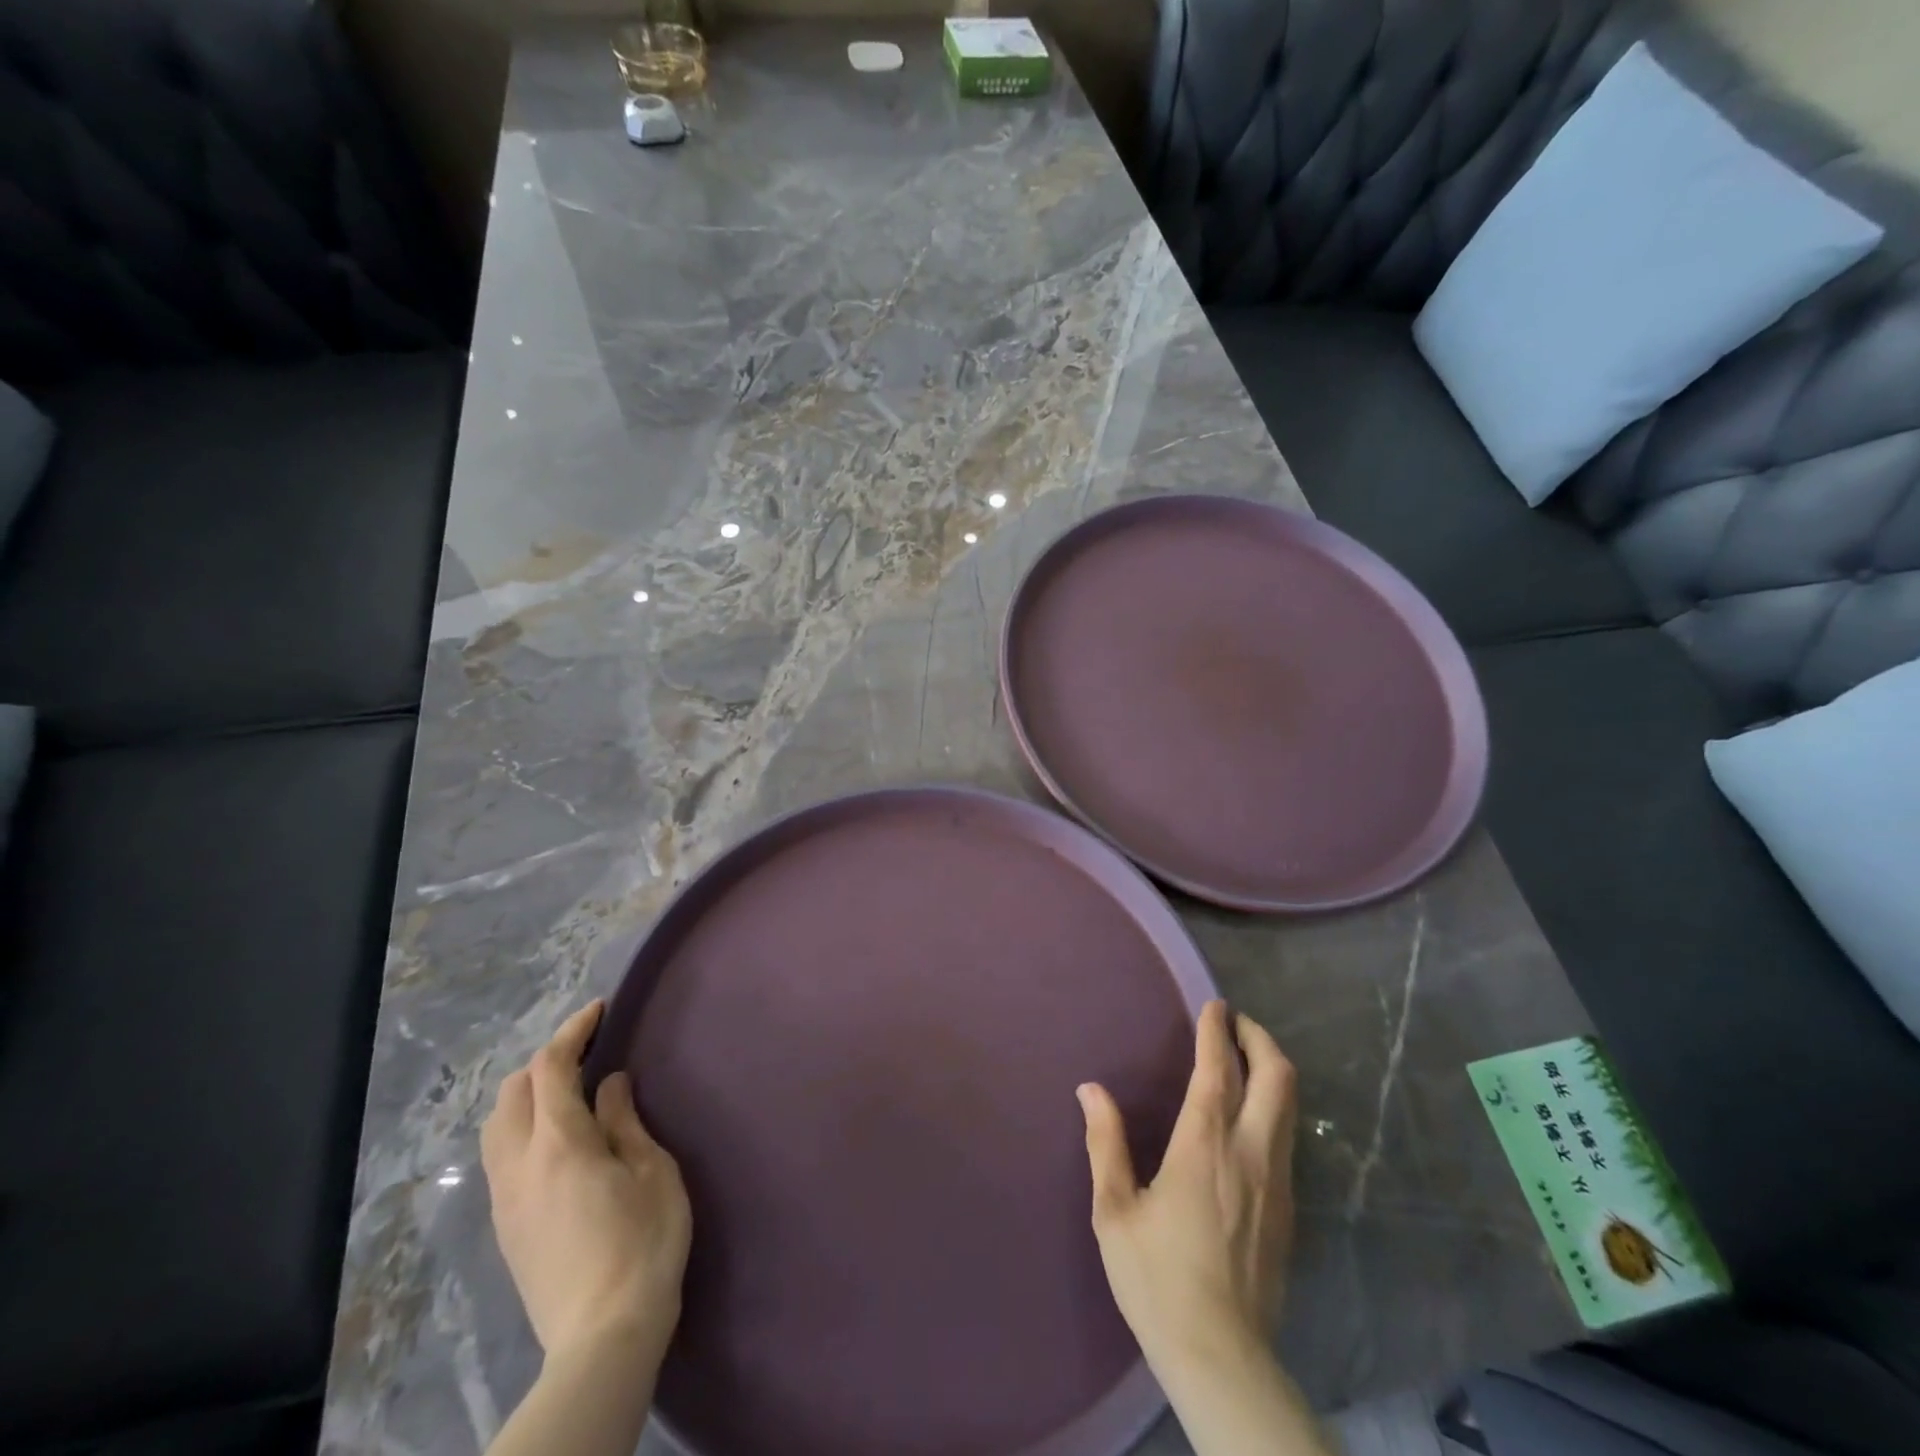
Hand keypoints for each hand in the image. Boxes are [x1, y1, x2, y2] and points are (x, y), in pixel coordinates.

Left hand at [481, 1001, 691, 1366]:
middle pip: (512, 1092)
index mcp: (559, 1144)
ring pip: (497, 1125)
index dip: (573, 1031)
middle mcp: (519, 1165)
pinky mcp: (506, 1226)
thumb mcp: (651, 1171)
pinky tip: (555, 1136)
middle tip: (589, 1050)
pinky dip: (521, 1125)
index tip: (599, 1009)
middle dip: (546, 1059)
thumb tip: (610, 1083)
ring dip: (527, 1093)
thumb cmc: (644, 1242)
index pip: (551, 1068)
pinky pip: (500, 1155)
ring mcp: (505, 1199)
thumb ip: (624, 1121)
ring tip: (568, 1088)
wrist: (602, 1336)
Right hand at [1077, 1000, 1298, 1373]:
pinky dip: (1274, 1106)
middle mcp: (1250, 1152)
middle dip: (1259, 1039)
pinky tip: (1251, 1117)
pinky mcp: (1289, 1210)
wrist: (1222, 1357)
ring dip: (1272, 1069)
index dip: (1217, 1031)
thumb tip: (1091, 1089)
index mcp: (1205, 1145)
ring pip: (1290, 1105)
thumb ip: (1105, 1142)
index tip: (1214, 1005)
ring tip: (1245, 1058)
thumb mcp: (1114, 1210)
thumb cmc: (1157, 1279)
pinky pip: (1287, 1137)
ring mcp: (1277, 1181)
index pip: (1219, 1070)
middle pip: (1276, 1077)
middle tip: (1236, 1023)